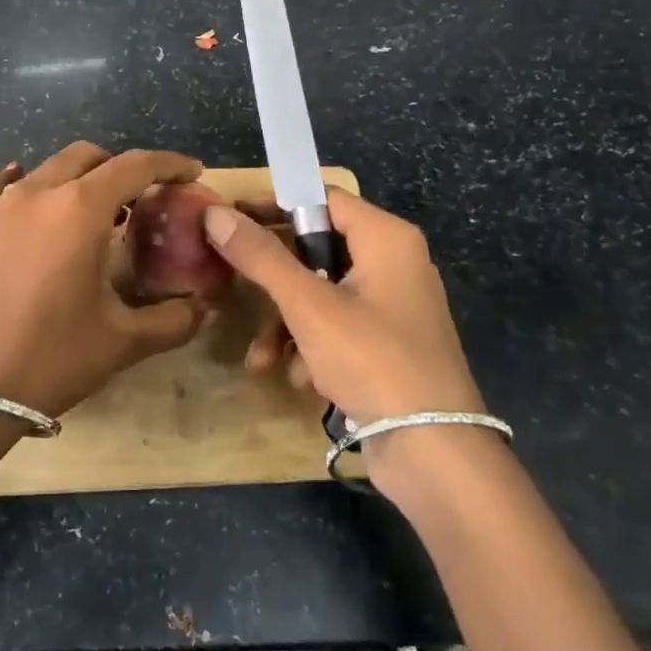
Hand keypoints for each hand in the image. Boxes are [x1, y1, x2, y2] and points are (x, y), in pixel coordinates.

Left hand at [0, 142, 208, 417]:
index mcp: (80, 210)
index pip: (135, 166)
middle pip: (87, 158)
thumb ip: (173, 319)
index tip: (191, 171)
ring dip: (74, 180)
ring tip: (88, 213)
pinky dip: (14, 183)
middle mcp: (37, 194)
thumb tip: (203, 308)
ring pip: (44, 170)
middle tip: (137, 201)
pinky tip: (17, 190)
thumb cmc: (52, 360)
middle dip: (119, 169)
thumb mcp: (123, 342)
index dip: (169, 163)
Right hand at [202, 187, 484, 427]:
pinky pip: (339, 327)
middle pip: (318, 248)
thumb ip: (260, 256)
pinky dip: (313, 347)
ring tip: (262, 359)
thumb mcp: (308, 305)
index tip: (231, 218)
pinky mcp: (389, 344)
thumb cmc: (372, 360)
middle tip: (233, 281)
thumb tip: (215, 213)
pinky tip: (301, 380)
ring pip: (322, 294)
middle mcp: (394, 263)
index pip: (322, 198)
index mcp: (386, 238)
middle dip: (274, 279)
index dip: (274, 204)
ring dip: (287, 323)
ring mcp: (393, 306)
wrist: (434, 452)